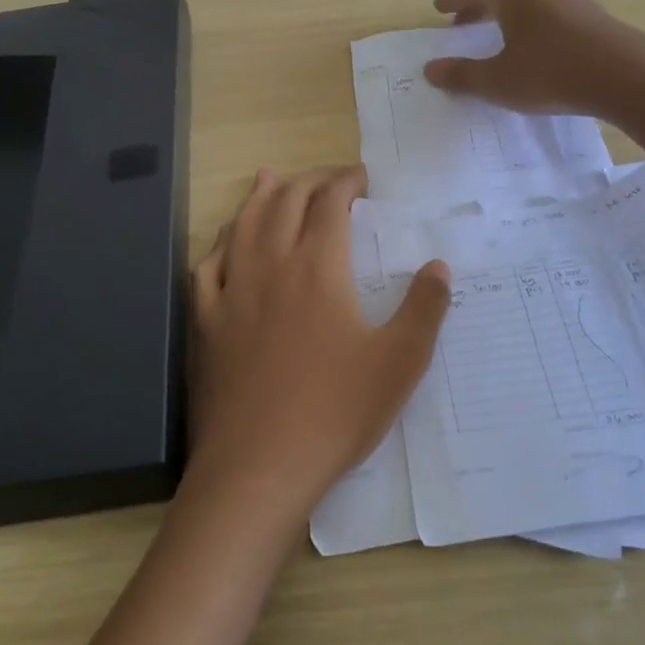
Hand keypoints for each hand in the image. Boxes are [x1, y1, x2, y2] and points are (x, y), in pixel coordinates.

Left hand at [186, 165, 450, 521]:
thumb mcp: (399, 363)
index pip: (330, 203)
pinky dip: (221, 242)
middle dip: (309, 181)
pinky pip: (207, 266)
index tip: (361, 178)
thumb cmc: (334, 413)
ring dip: (261, 196)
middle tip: (328, 179)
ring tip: (271, 179)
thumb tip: (439, 266)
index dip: (346, 181)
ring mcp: (231, 291)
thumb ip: (424, 309)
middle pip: (285, 202)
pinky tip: (226, 244)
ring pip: (243, 224)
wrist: (257, 467)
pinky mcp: (204, 321)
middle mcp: (270, 265)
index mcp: (318, 268)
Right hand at [423, 0, 644, 118]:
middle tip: (464, 19)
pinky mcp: (586, 3)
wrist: (623, 74)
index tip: (439, 10)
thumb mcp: (498, 81)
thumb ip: (462, 75)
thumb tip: (430, 69)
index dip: (452, 0)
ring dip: (505, 3)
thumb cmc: (551, 73)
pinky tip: (532, 33)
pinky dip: (528, 9)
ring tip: (496, 26)